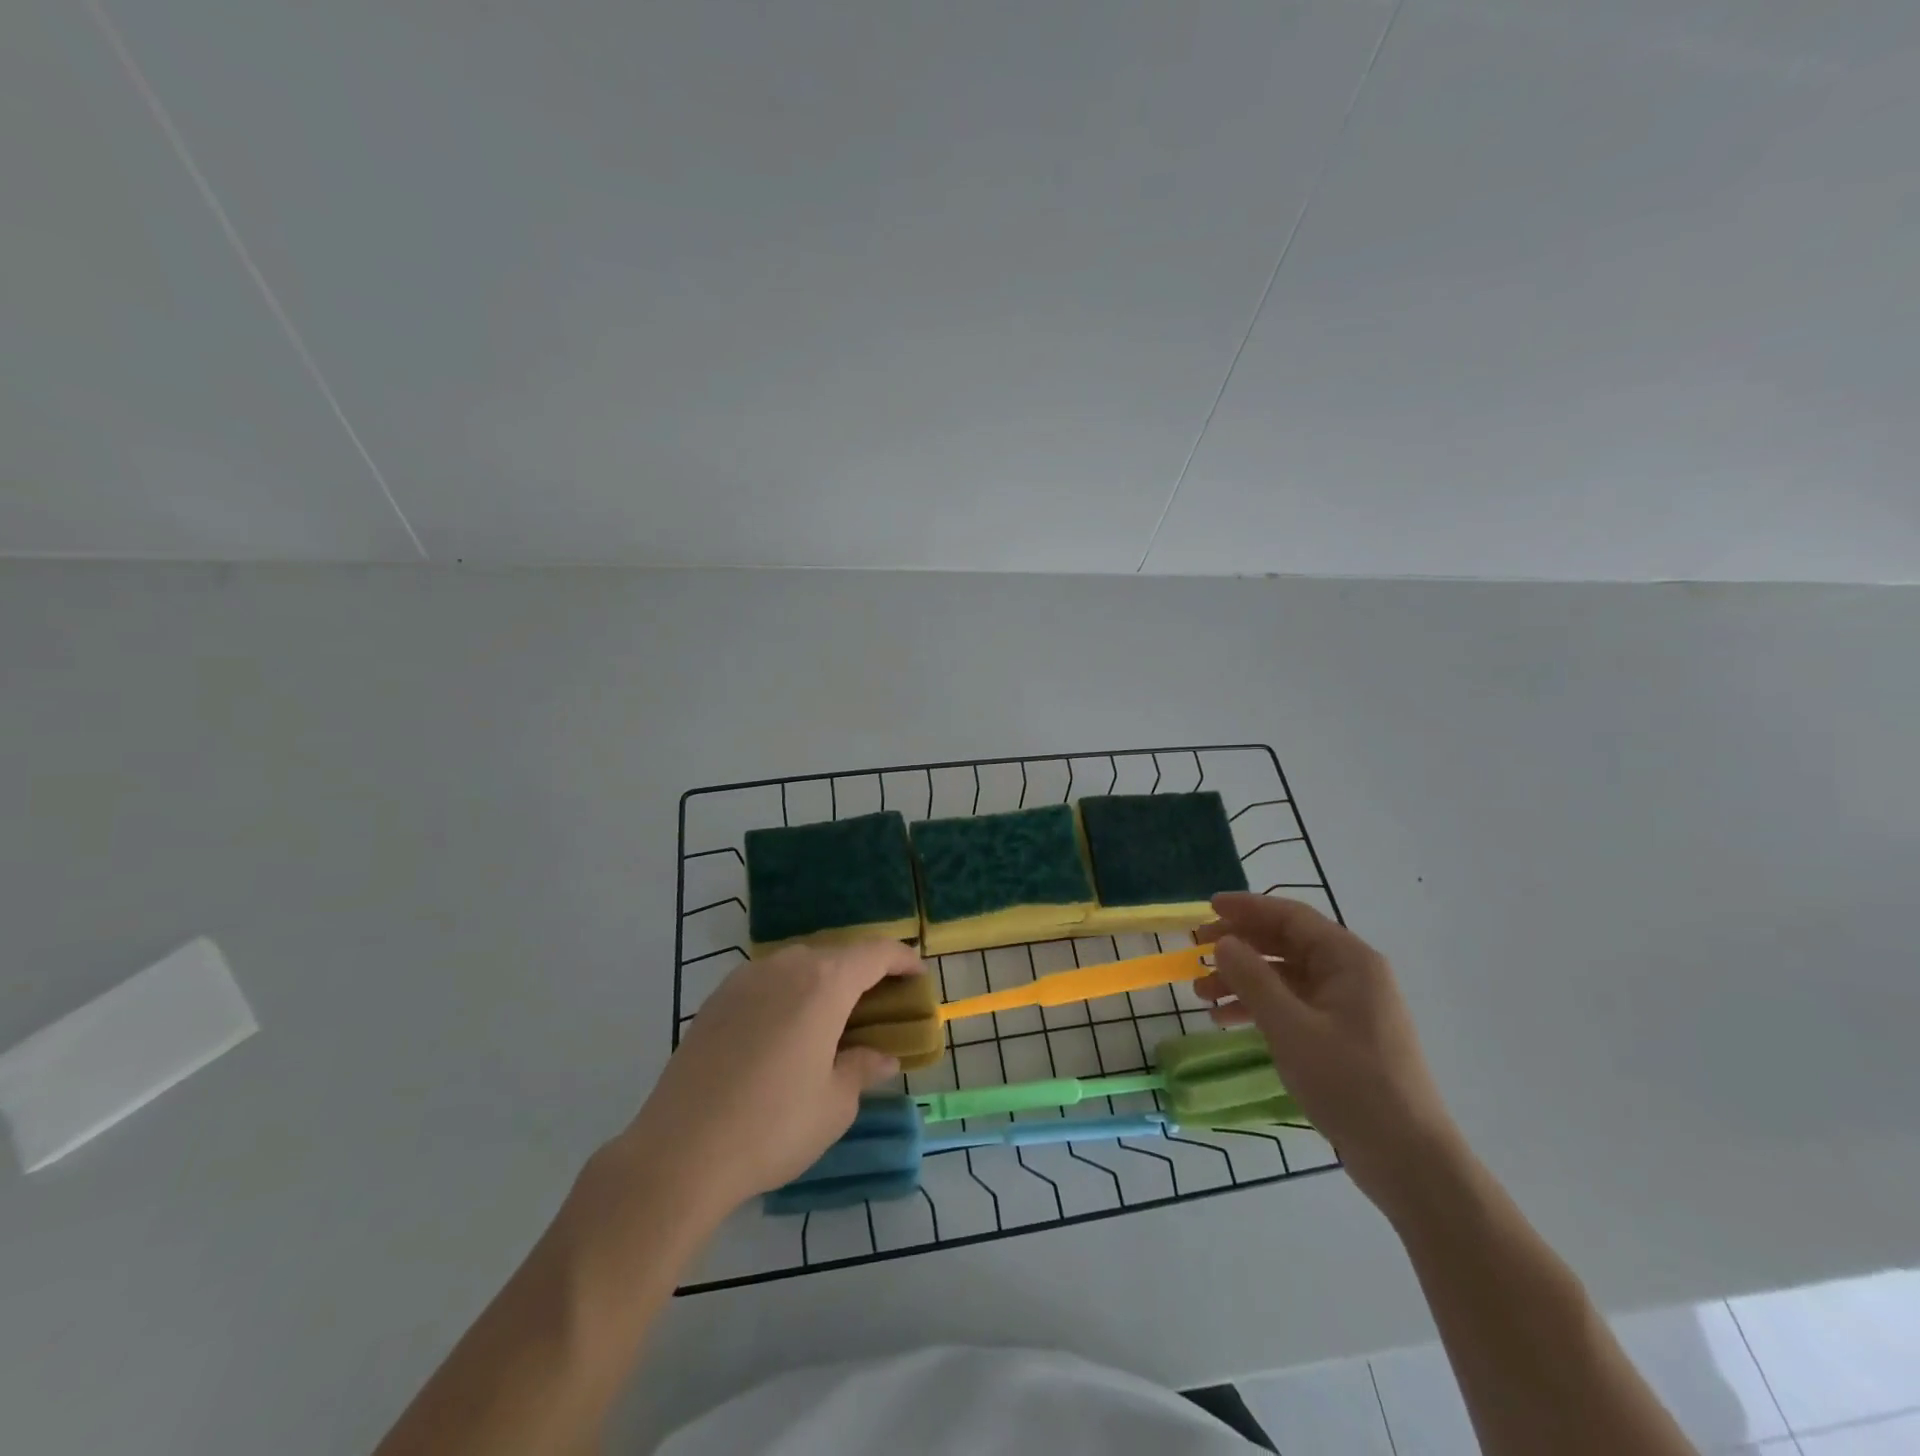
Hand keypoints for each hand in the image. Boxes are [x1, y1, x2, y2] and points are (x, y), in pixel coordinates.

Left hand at [619, 940, 920, 1216]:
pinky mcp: (716, 1000)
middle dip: (863, 971)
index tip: (917, 975)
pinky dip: (790, 992)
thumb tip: (882, 1057)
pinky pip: (767, 980)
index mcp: (823, 983)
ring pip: (798, 964)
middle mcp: (784, 967)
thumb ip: (862, 1068)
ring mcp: (744, 979)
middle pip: (835, 954)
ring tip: (834, 1015)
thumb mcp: (834, 1104)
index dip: (901, 959)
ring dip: (824, 979)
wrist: (678, 1153)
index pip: (874, 953)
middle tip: (879, 1003)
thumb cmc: (772, 1126)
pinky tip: (788, 1029)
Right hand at [1195, 892, 1462, 1216]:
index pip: (1290, 917)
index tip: (1207, 907)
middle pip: (1286, 943)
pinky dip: (1259, 1006)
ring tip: (1201, 994)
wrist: (1408, 1160)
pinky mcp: (1342, 1035)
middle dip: (1239, 946)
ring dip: (1242, 979)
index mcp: (1349, 960)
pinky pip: (1293, 1004)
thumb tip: (1222, 942)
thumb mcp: (1291, 1028)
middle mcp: (1351, 974)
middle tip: (1196, 952)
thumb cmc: (1350, 1083)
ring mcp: (1348, 1006)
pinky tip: (1228, 1020)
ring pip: (1285, 976)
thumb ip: (1252, 979)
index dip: (1246, 908)